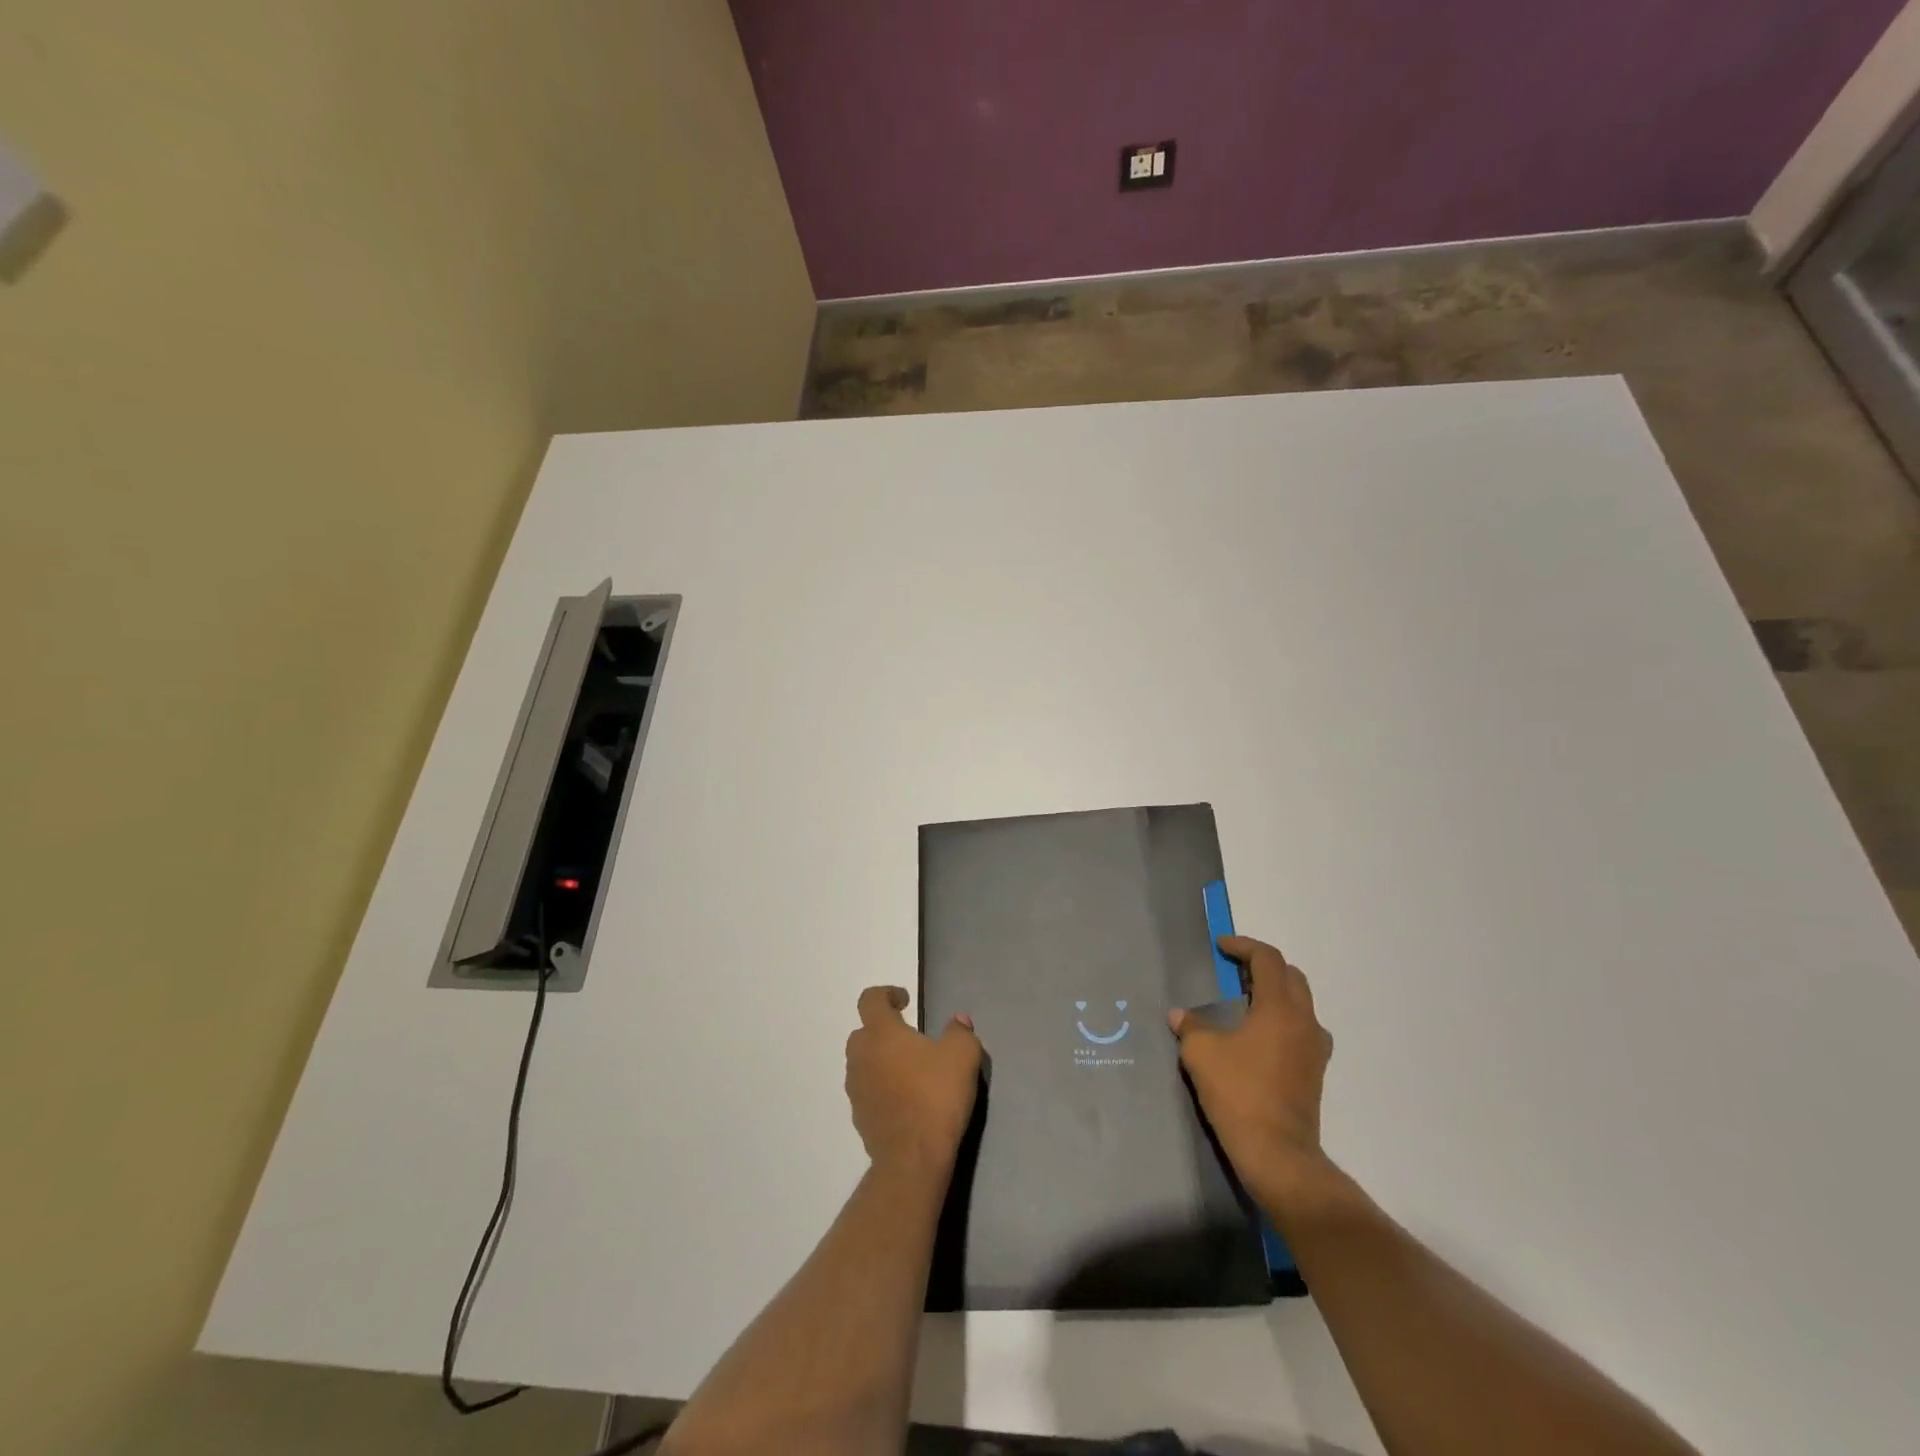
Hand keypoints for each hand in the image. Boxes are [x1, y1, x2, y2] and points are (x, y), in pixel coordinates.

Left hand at [845, 986, 982, 1174]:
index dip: (886, 994)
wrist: (913, 1158)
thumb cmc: (936, 1096)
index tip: (906, 1002)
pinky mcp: (859, 1117)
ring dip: (880, 1060)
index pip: (870, 999)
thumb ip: (960, 1032)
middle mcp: (861, 1055)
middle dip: (882, 1030)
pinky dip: (880, 1087)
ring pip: (863, 1062)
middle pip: (863, 1032)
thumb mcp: (962, 1056)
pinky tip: (904, 1099)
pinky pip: (867, 1090)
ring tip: (908, 1070)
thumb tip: (958, 1021)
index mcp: (881, 1033)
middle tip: (909, 1038)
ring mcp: (856, 1088)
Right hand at [1169, 936, 1334, 1207]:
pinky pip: (1301, 1030)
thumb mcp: (1202, 1053)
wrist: (1278, 1154)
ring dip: (1275, 994)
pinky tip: (1258, 1037)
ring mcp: (1315, 1049)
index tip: (1221, 946)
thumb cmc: (1239, 1093)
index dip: (1243, 946)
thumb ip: (1191, 1026)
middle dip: (1263, 966)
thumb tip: (1180, 1016)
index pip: (1268, 959)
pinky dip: (1282, 1020)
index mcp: (1280, 1008)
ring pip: (1300, 1004)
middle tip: (1234, 970)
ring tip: (1245, 1001)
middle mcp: (1305, 1021)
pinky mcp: (1315, 1073)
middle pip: (1291, 977)